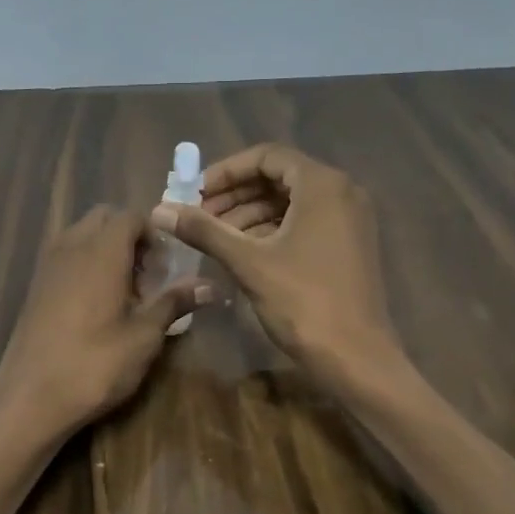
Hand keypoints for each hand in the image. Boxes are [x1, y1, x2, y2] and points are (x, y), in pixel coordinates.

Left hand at [0, 206, 211, 438]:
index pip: (131, 216)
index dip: (154, 235)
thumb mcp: (144, 337)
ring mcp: (47, 266)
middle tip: (148, 278)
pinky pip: (65, 256)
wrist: (29, 398)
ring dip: (106, 250)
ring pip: (81, 236)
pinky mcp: (35, 287)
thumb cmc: (94, 365)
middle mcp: (71, 247)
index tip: (167, 269)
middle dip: (130, 238)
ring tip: (125, 293)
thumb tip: (210, 286)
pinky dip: (85, 265)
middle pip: (104, 219)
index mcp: (101, 252)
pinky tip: (97, 307)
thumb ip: (173, 303)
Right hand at [149, 144, 401, 391]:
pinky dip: (271, 231)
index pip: (267, 156)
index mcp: (322, 185)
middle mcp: (342, 192)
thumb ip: (204, 231)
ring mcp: (349, 220)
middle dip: (235, 195)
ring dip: (249, 214)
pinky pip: (304, 223)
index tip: (195, 193)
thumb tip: (159, 210)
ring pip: (290, 203)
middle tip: (199, 216)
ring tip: (214, 237)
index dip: (226, 171)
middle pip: (278, 177)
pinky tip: (242, 252)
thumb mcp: (248, 262)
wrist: (355, 357)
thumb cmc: (303, 302)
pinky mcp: (348, 245)